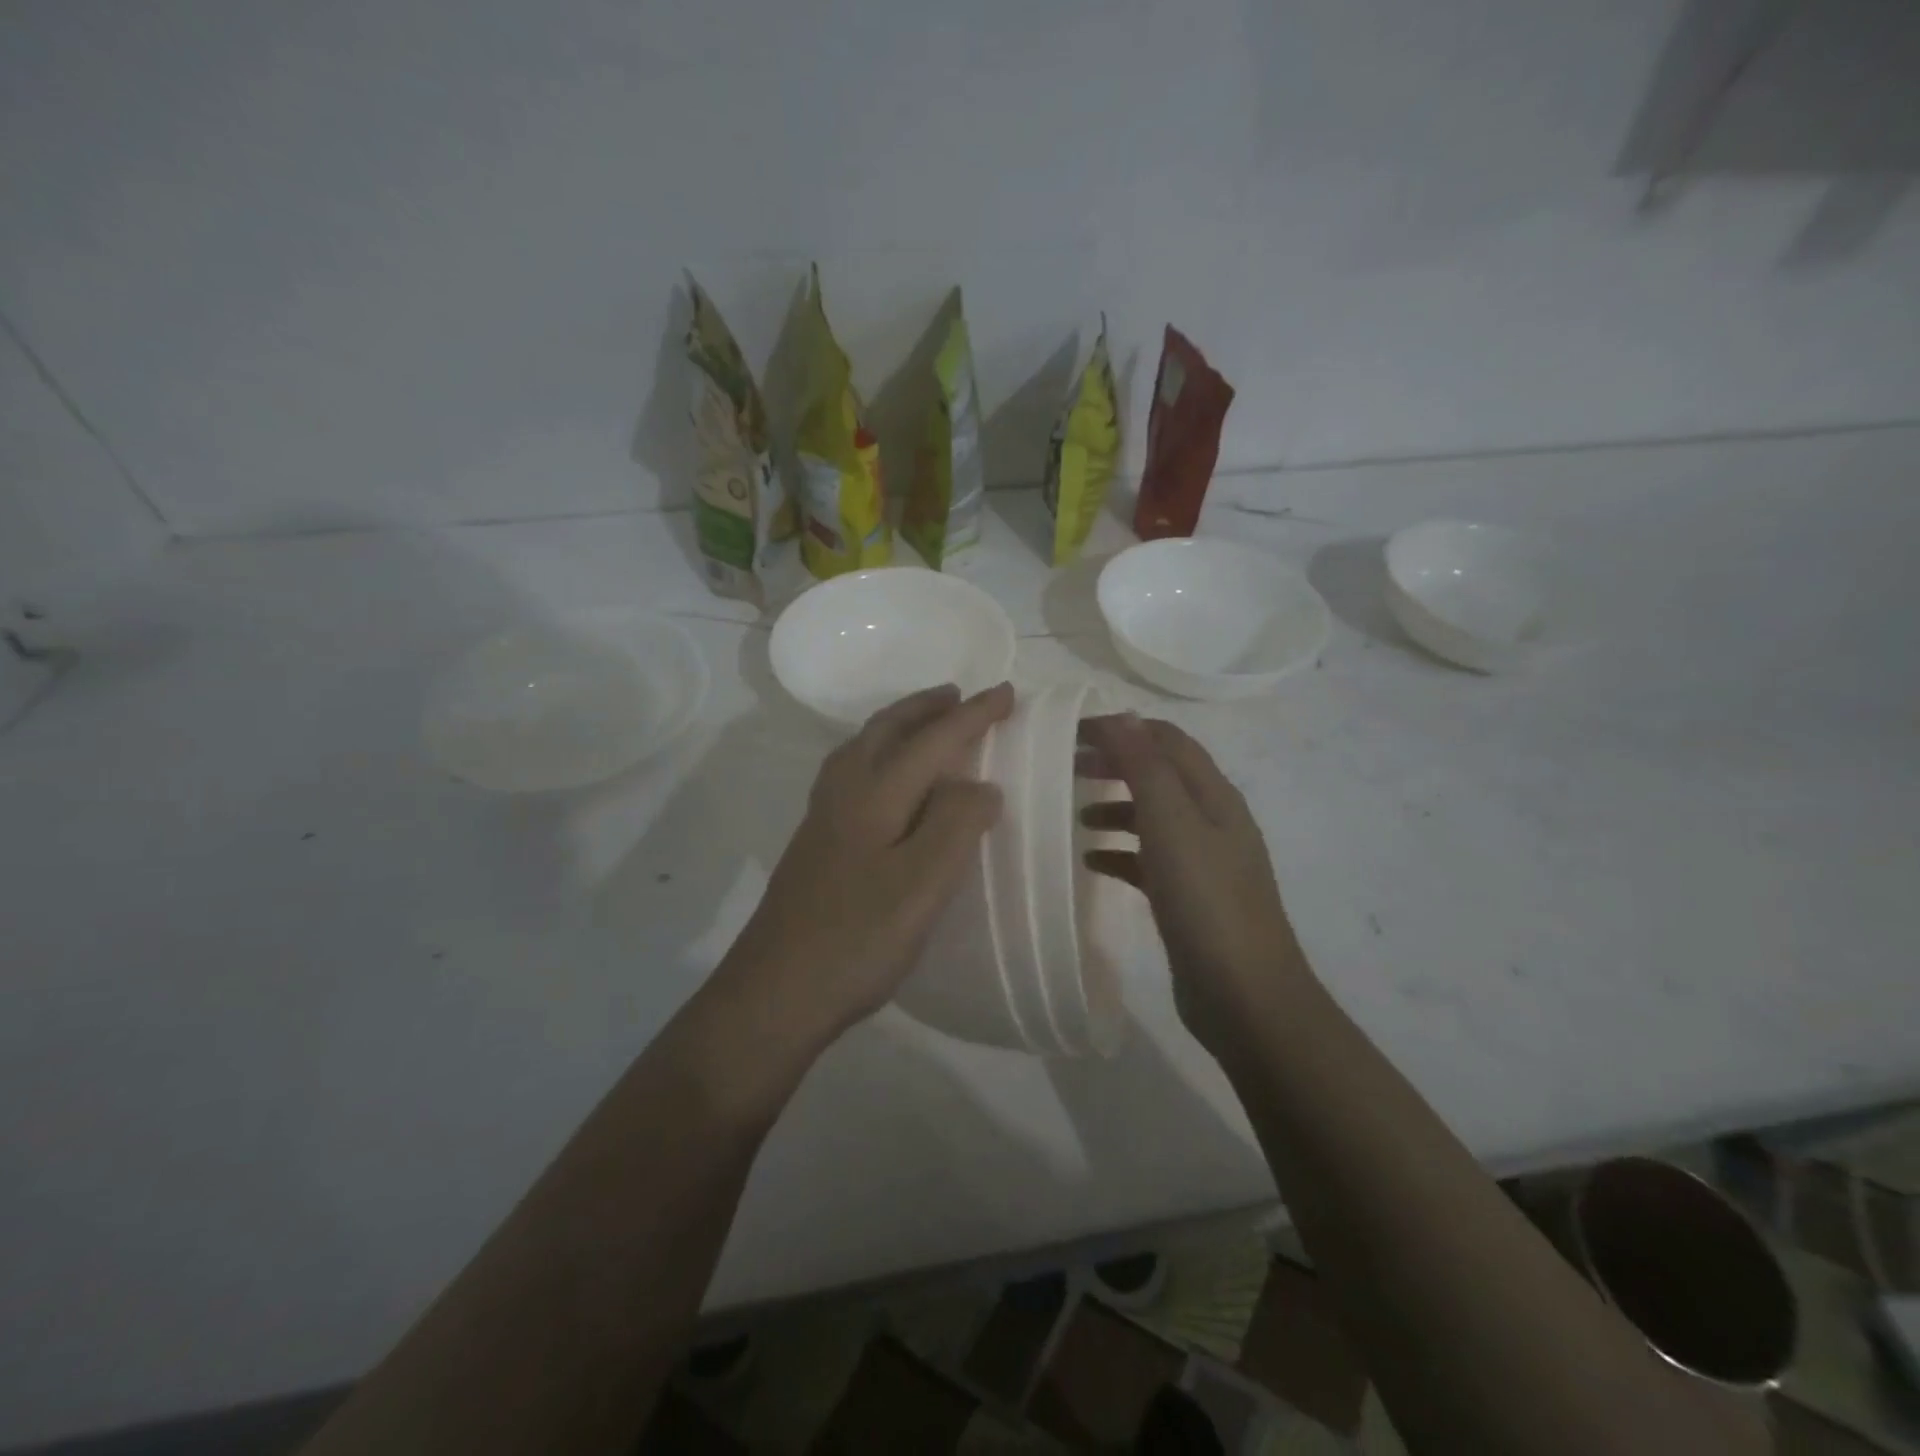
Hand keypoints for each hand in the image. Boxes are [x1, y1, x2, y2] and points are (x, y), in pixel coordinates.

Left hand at [725, 683, 1012, 1044]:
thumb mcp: (922, 885)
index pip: (933, 740)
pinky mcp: (815, 843)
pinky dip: (878, 754)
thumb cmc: (857, 939)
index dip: (973, 715)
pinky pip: (851, 773)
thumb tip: (979, 785)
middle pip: (886, 730)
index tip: (1007, 692)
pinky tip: (885, 782)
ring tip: (926, 724)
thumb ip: (956, 825)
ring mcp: (822, 818)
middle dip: (926, 707)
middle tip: (959, 695)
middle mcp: (844, 793)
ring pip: (862, 748)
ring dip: (898, 726)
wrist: (775, 993)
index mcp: (874, 794)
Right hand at [1079, 714, 1309, 1050]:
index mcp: (1214, 796)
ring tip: (1076, 815)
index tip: (1073, 731)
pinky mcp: (1188, 898)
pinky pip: (1149, 861)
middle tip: (1069, 766)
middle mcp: (1212, 821)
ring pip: (1153, 818)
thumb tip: (1123, 716)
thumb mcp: (1172, 823)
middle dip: (1116, 763)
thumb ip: (1146, 768)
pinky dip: (1120, 852)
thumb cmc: (1206, 901)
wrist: (1245, 996)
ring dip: (1116, 808)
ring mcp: (1203, 862)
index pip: (1167, 741)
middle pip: (1160, 775)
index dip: (1123, 728)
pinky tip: (1092, 862)